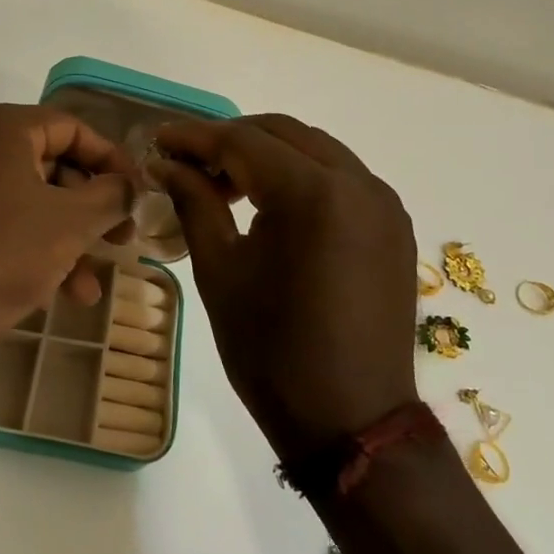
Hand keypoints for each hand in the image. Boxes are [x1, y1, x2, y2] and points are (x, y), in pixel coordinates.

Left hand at [0, 103, 136, 365]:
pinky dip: (27, 246)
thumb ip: (111, 196)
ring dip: (63, 241)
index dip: (113, 162)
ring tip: (87, 290)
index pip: (73, 128)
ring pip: (25, 200)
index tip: (138, 196)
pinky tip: (51, 291)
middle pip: (49, 166)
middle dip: (90, 211)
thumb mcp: (69, 225)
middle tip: (120, 243)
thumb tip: (132, 186)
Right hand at [153, 114, 417, 461]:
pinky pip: (340, 179)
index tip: (158, 140)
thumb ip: (194, 202)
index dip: (195, 137)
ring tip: (224, 184)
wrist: (350, 420)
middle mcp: (359, 184)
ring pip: (315, 151)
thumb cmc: (271, 350)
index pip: (243, 141)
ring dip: (267, 155)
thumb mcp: (219, 271)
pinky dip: (300, 176)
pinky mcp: (394, 227)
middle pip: (284, 133)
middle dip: (231, 139)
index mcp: (313, 194)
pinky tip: (270, 205)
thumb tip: (166, 164)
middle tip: (187, 162)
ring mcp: (384, 204)